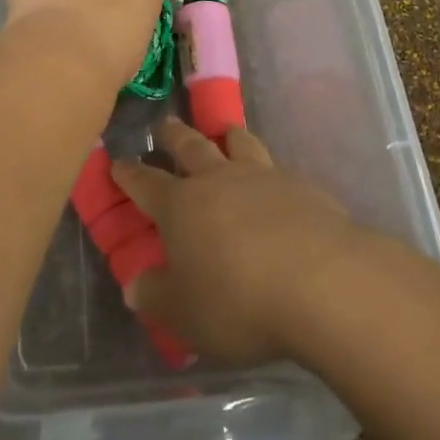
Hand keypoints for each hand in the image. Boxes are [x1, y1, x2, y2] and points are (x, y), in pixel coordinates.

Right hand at [111, 119, 363, 366]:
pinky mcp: (303, 187)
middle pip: (191, 147)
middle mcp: (218, 180)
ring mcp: (263, 178)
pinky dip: (270, 170)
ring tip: (226, 131)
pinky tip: (278, 184)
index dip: (129, 173)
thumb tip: (134, 285)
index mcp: (180, 206)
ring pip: (239, 144)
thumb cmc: (238, 301)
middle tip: (165, 125)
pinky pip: (279, 169)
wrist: (321, 282)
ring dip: (228, 136)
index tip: (118, 162)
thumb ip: (157, 297)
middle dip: (174, 136)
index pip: (146, 183)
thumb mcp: (185, 314)